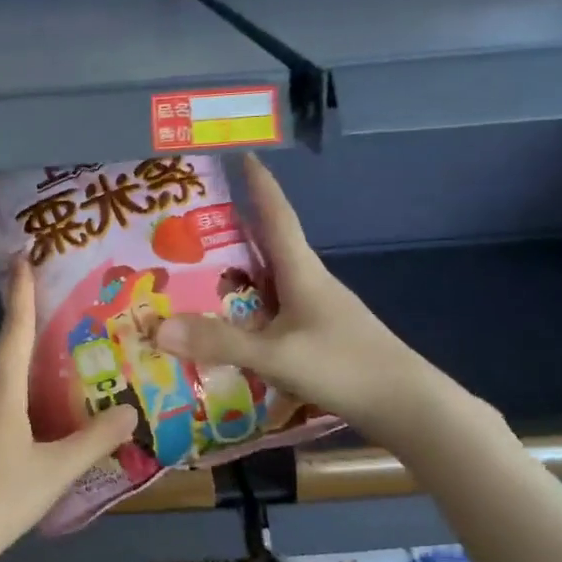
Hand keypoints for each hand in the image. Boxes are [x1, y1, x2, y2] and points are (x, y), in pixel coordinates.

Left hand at [0, 258, 137, 561]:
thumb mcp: (54, 472)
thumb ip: (93, 442)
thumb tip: (128, 410)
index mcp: (0, 396)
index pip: (14, 333)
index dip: (20, 295)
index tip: (20, 257)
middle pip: (10, 368)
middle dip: (37, 353)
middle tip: (73, 348)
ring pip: (2, 399)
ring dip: (29, 394)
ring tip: (64, 403)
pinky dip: (16, 420)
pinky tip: (34, 446)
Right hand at [153, 156, 453, 442]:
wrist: (405, 406)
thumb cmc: (344, 366)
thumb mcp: (275, 356)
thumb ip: (218, 342)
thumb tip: (156, 328)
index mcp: (303, 273)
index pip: (277, 217)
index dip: (260, 186)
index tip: (243, 155)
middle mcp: (309, 284)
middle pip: (269, 247)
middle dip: (235, 231)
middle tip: (192, 224)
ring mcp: (316, 312)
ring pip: (269, 283)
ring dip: (238, 274)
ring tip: (197, 275)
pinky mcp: (318, 338)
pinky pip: (272, 313)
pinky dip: (247, 311)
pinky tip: (228, 327)